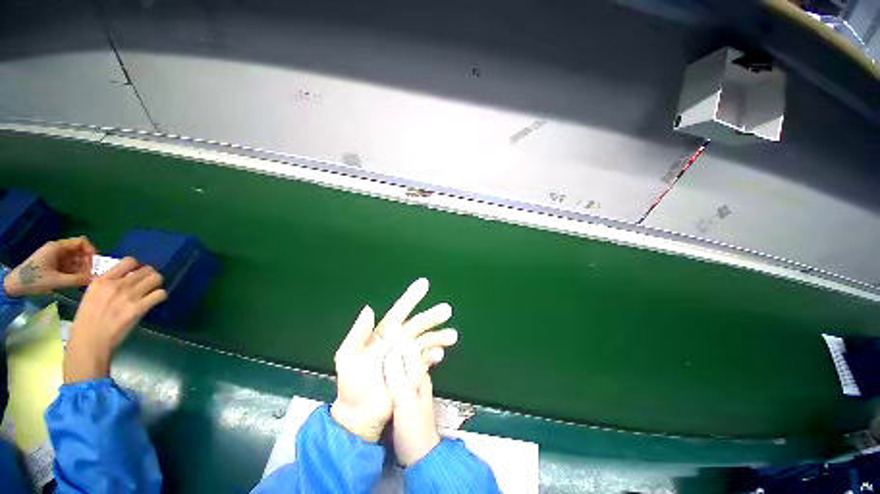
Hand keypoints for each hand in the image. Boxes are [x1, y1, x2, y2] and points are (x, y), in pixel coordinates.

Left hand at [4, 237, 97, 296]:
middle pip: (80, 252)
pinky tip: (78, 281)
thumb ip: (77, 279)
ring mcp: (56, 258)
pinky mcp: (55, 265)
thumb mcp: (56, 281)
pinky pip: (70, 266)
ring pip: (76, 260)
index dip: (91, 250)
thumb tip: (96, 279)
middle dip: (88, 262)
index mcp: (58, 248)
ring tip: (85, 280)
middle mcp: (59, 250)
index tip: (97, 263)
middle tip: (92, 275)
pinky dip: (76, 273)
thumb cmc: (34, 280)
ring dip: (83, 269)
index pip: (81, 242)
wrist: (15, 286)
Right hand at [64, 257, 166, 382]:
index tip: (137, 274)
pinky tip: (156, 301)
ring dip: (158, 284)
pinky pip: (160, 294)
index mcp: (101, 281)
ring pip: (156, 278)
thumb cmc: (87, 321)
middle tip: (148, 283)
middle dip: (150, 275)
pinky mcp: (138, 308)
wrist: (89, 341)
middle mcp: (116, 285)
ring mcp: (128, 296)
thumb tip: (124, 279)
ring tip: (153, 291)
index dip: (138, 266)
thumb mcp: (91, 296)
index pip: (129, 261)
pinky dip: (162, 296)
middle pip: (147, 269)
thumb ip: (107, 286)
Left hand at [331, 278, 457, 442]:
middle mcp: (398, 340)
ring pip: (426, 340)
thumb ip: (358, 332)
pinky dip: (433, 355)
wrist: (357, 415)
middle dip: (432, 316)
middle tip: (447, 309)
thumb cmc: (351, 383)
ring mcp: (406, 356)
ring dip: (439, 336)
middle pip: (418, 324)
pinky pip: (426, 360)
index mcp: (383, 333)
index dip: (411, 297)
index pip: (400, 311)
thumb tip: (369, 308)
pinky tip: (440, 353)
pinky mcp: (412, 371)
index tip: (424, 284)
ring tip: (452, 335)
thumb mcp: (347, 356)